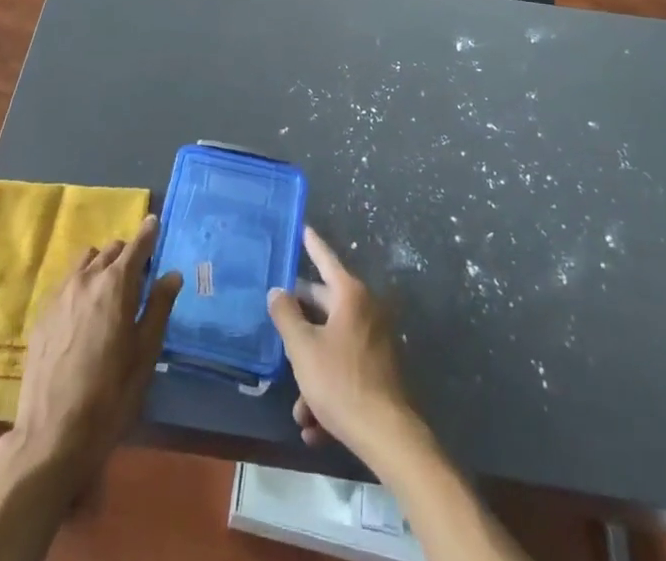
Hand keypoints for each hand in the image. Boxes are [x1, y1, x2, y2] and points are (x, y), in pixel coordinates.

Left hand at [7, 214, 182, 494]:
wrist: (52, 434)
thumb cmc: (110, 395)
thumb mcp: (145, 354)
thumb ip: (158, 308)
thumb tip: (172, 274)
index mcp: (116, 284)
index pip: (137, 245)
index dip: (149, 233)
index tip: (155, 223)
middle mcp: (87, 278)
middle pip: (111, 249)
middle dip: (127, 255)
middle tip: (138, 275)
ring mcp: (60, 293)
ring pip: (86, 261)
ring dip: (102, 265)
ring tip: (110, 291)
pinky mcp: (42, 312)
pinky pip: (67, 281)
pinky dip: (81, 283)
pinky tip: (85, 312)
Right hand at [268, 227, 421, 462]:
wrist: (387, 436)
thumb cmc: (341, 381)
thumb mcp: (303, 348)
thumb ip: (286, 316)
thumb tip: (277, 292)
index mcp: (350, 296)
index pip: (327, 259)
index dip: (312, 244)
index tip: (304, 228)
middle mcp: (366, 311)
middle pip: (325, 305)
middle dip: (301, 323)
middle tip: (279, 317)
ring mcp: (375, 342)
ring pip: (332, 347)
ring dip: (312, 372)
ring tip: (298, 409)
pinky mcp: (379, 373)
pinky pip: (346, 372)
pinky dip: (329, 392)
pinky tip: (314, 427)